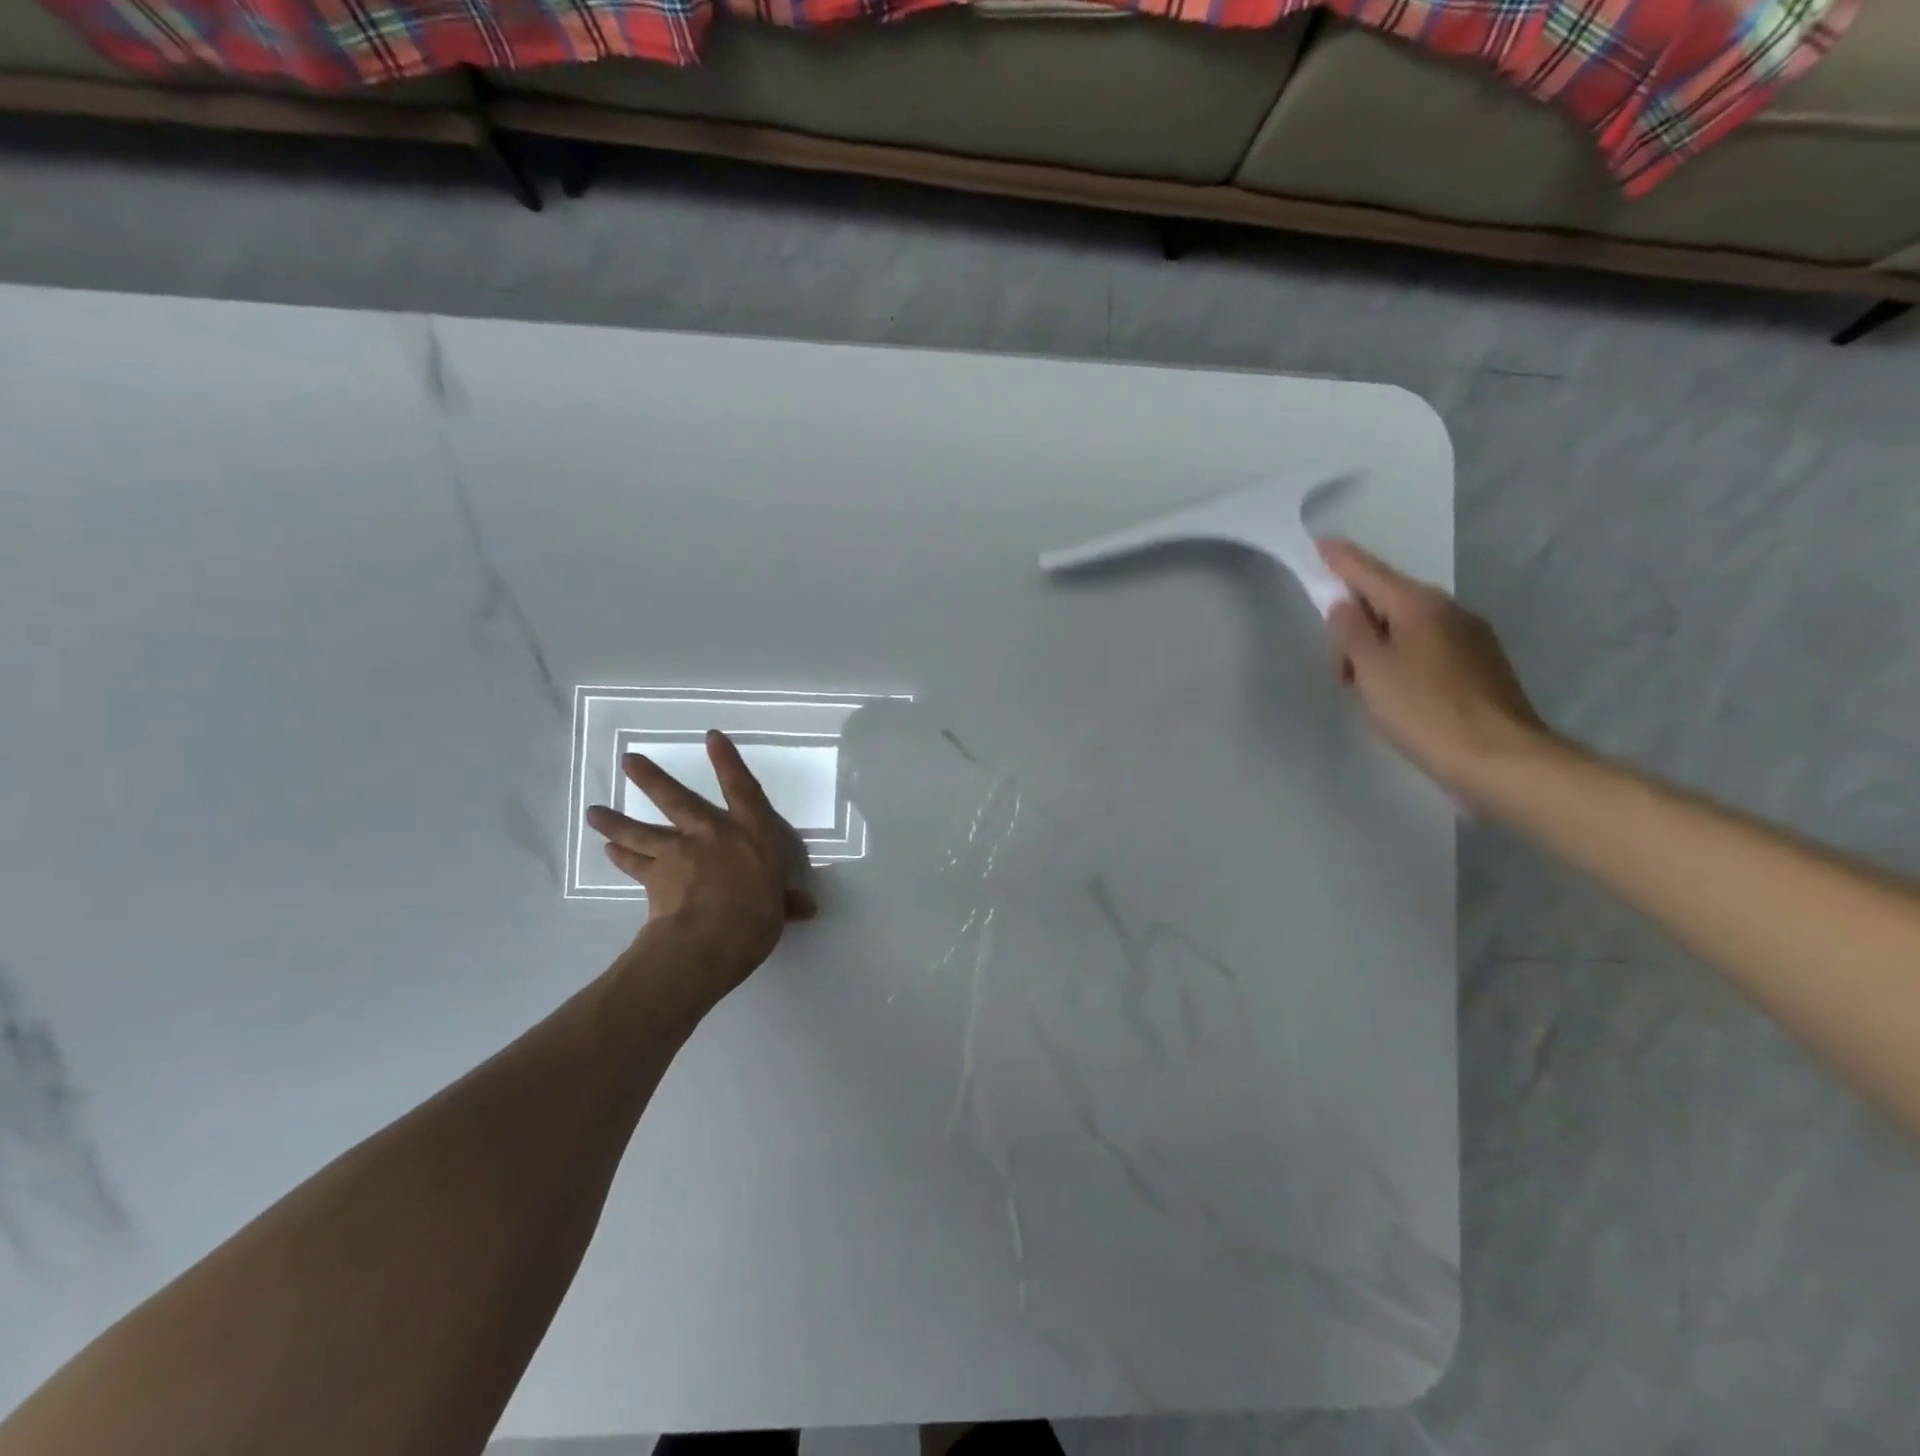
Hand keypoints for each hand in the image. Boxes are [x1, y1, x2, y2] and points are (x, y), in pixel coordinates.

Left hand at [586, 731, 816, 995]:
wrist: (712, 938)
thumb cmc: (758, 915)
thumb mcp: (780, 906)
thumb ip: (786, 901)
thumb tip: (806, 908)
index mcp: (752, 833)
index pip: (742, 788)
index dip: (728, 761)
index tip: (711, 737)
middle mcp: (711, 833)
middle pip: (676, 798)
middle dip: (651, 778)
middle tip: (627, 760)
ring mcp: (678, 853)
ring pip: (641, 831)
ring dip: (615, 821)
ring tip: (594, 812)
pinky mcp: (654, 878)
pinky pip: (633, 864)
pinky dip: (620, 856)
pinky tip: (609, 849)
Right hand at [1318, 539, 1555, 801]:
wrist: (1498, 758)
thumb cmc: (1423, 710)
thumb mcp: (1371, 669)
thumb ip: (1350, 632)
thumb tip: (1343, 605)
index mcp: (1419, 605)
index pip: (1370, 572)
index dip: (1341, 560)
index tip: (1320, 543)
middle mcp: (1450, 611)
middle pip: (1389, 601)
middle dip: (1356, 622)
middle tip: (1340, 668)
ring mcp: (1472, 638)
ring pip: (1408, 628)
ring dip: (1378, 647)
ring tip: (1366, 688)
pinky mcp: (1481, 667)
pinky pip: (1428, 649)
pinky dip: (1402, 661)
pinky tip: (1397, 695)